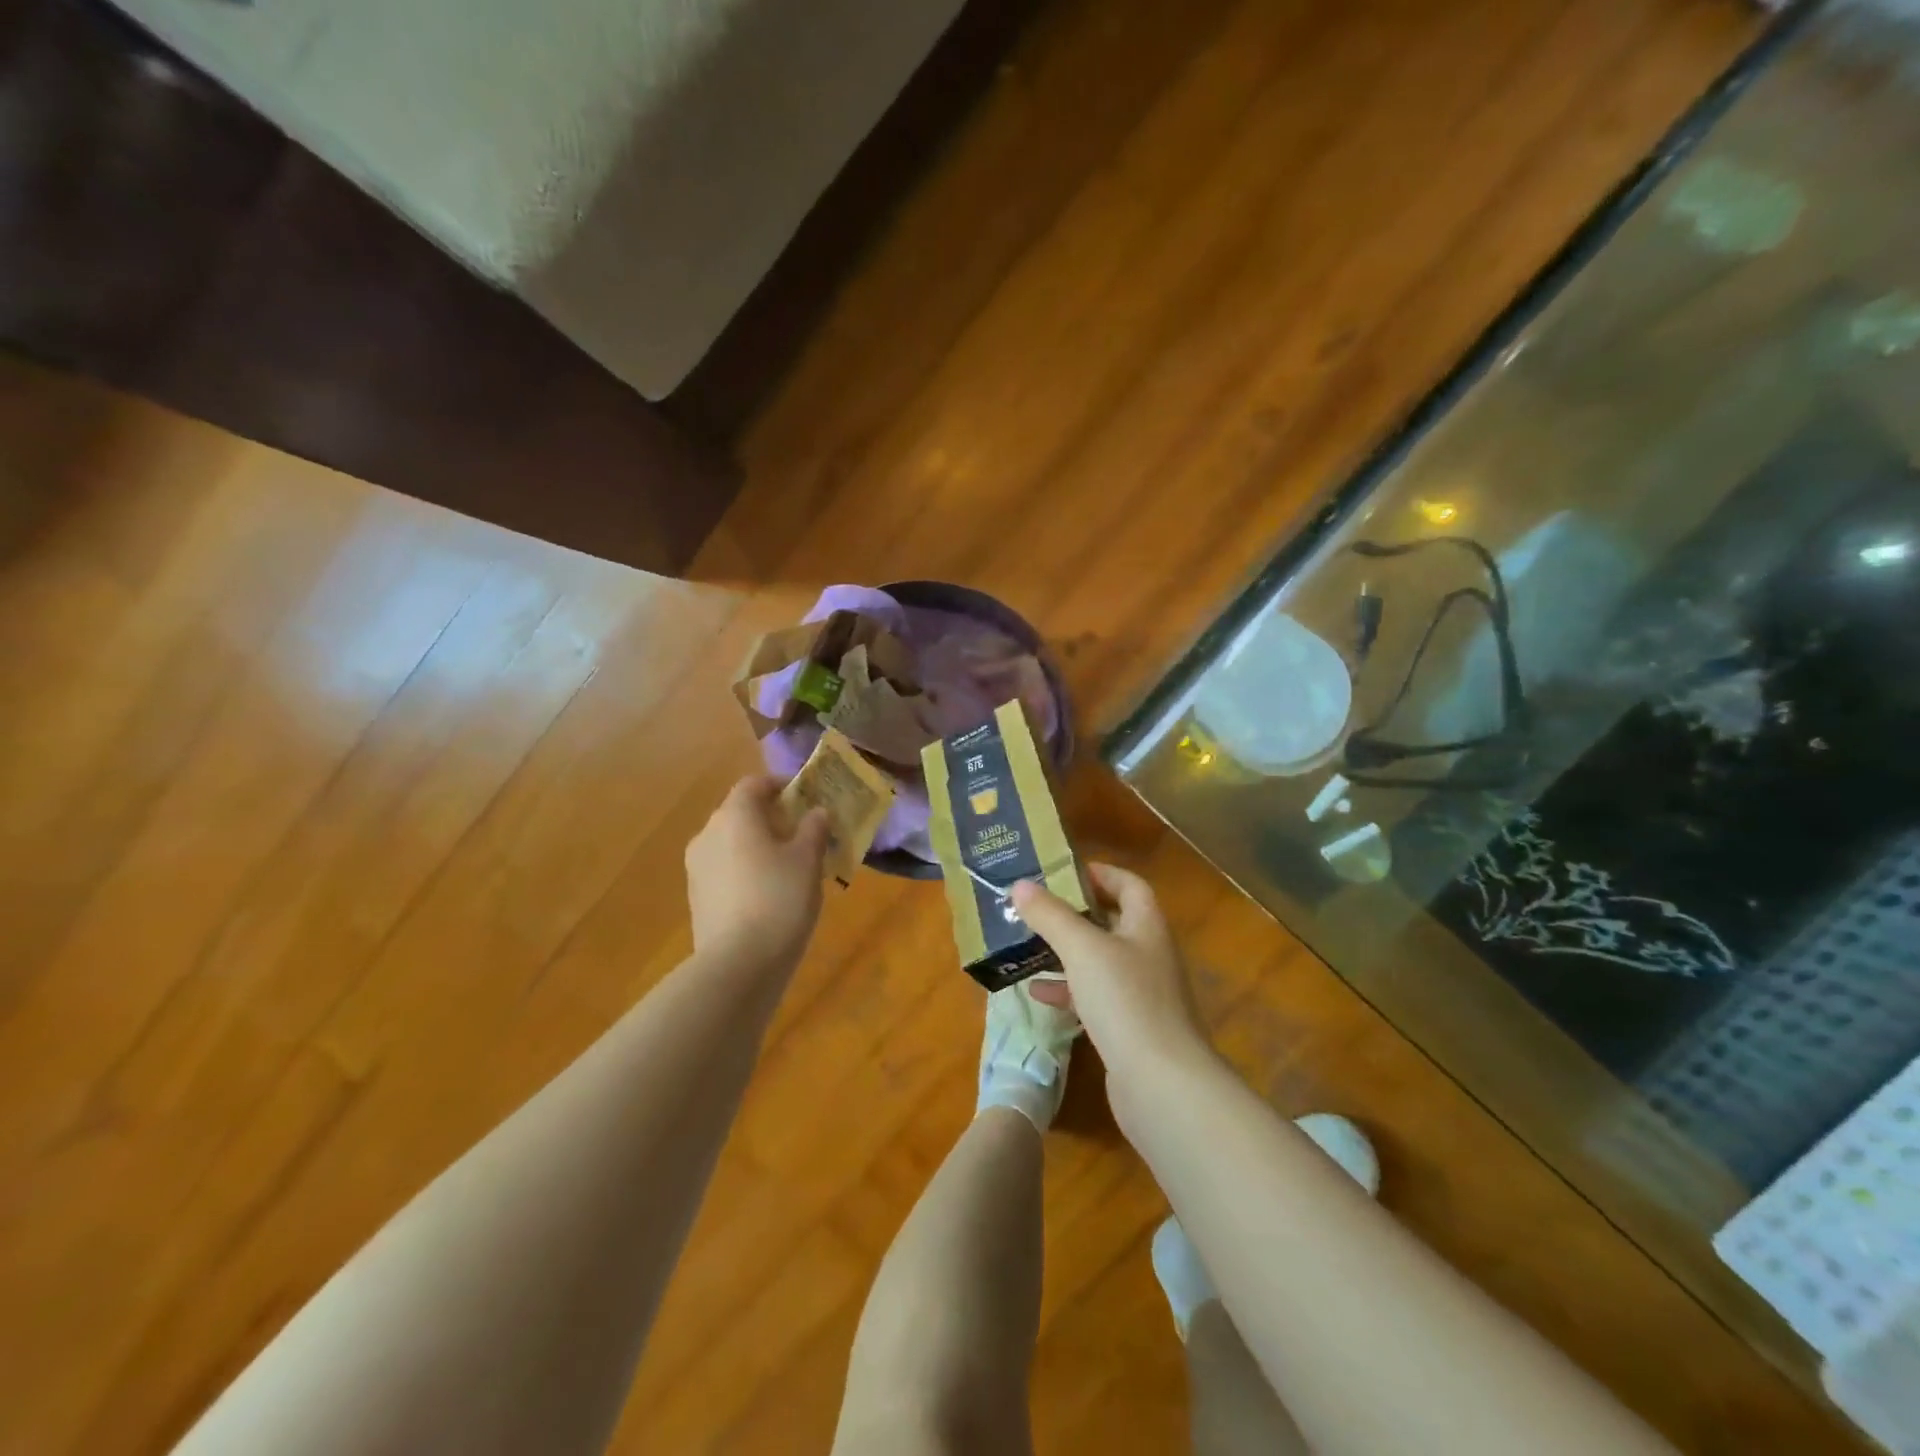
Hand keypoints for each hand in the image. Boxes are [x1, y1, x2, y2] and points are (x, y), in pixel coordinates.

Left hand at [685, 776, 830, 974]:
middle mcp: (708, 833)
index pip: (754, 784)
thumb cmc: (779, 898)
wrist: (738, 964)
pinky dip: (746, 870)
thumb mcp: (808, 860)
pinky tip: (770, 893)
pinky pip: (726, 870)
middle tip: (804, 833)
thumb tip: (816, 812)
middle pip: (740, 813)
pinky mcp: (697, 897)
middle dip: (771, 818)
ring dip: (758, 845)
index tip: (806, 796)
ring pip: (732, 843)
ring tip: (790, 866)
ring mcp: (697, 867)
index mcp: (734, 815)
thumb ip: (814, 829)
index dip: (780, 785)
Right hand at [1011, 864, 1213, 1091]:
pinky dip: (1068, 990)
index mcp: (1147, 926)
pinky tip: (1039, 993)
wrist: (1162, 1085)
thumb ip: (1050, 915)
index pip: (1129, 884)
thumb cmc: (1125, 1001)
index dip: (1099, 873)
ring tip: (1027, 945)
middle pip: (1111, 921)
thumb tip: (1020, 885)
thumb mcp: (1082, 949)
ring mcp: (1142, 994)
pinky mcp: (1129, 1027)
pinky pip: (1094, 997)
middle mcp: (1149, 954)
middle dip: (1073, 913)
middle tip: (1035, 907)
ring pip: (1099, 961)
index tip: (1062, 871)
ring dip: (1066, 952)